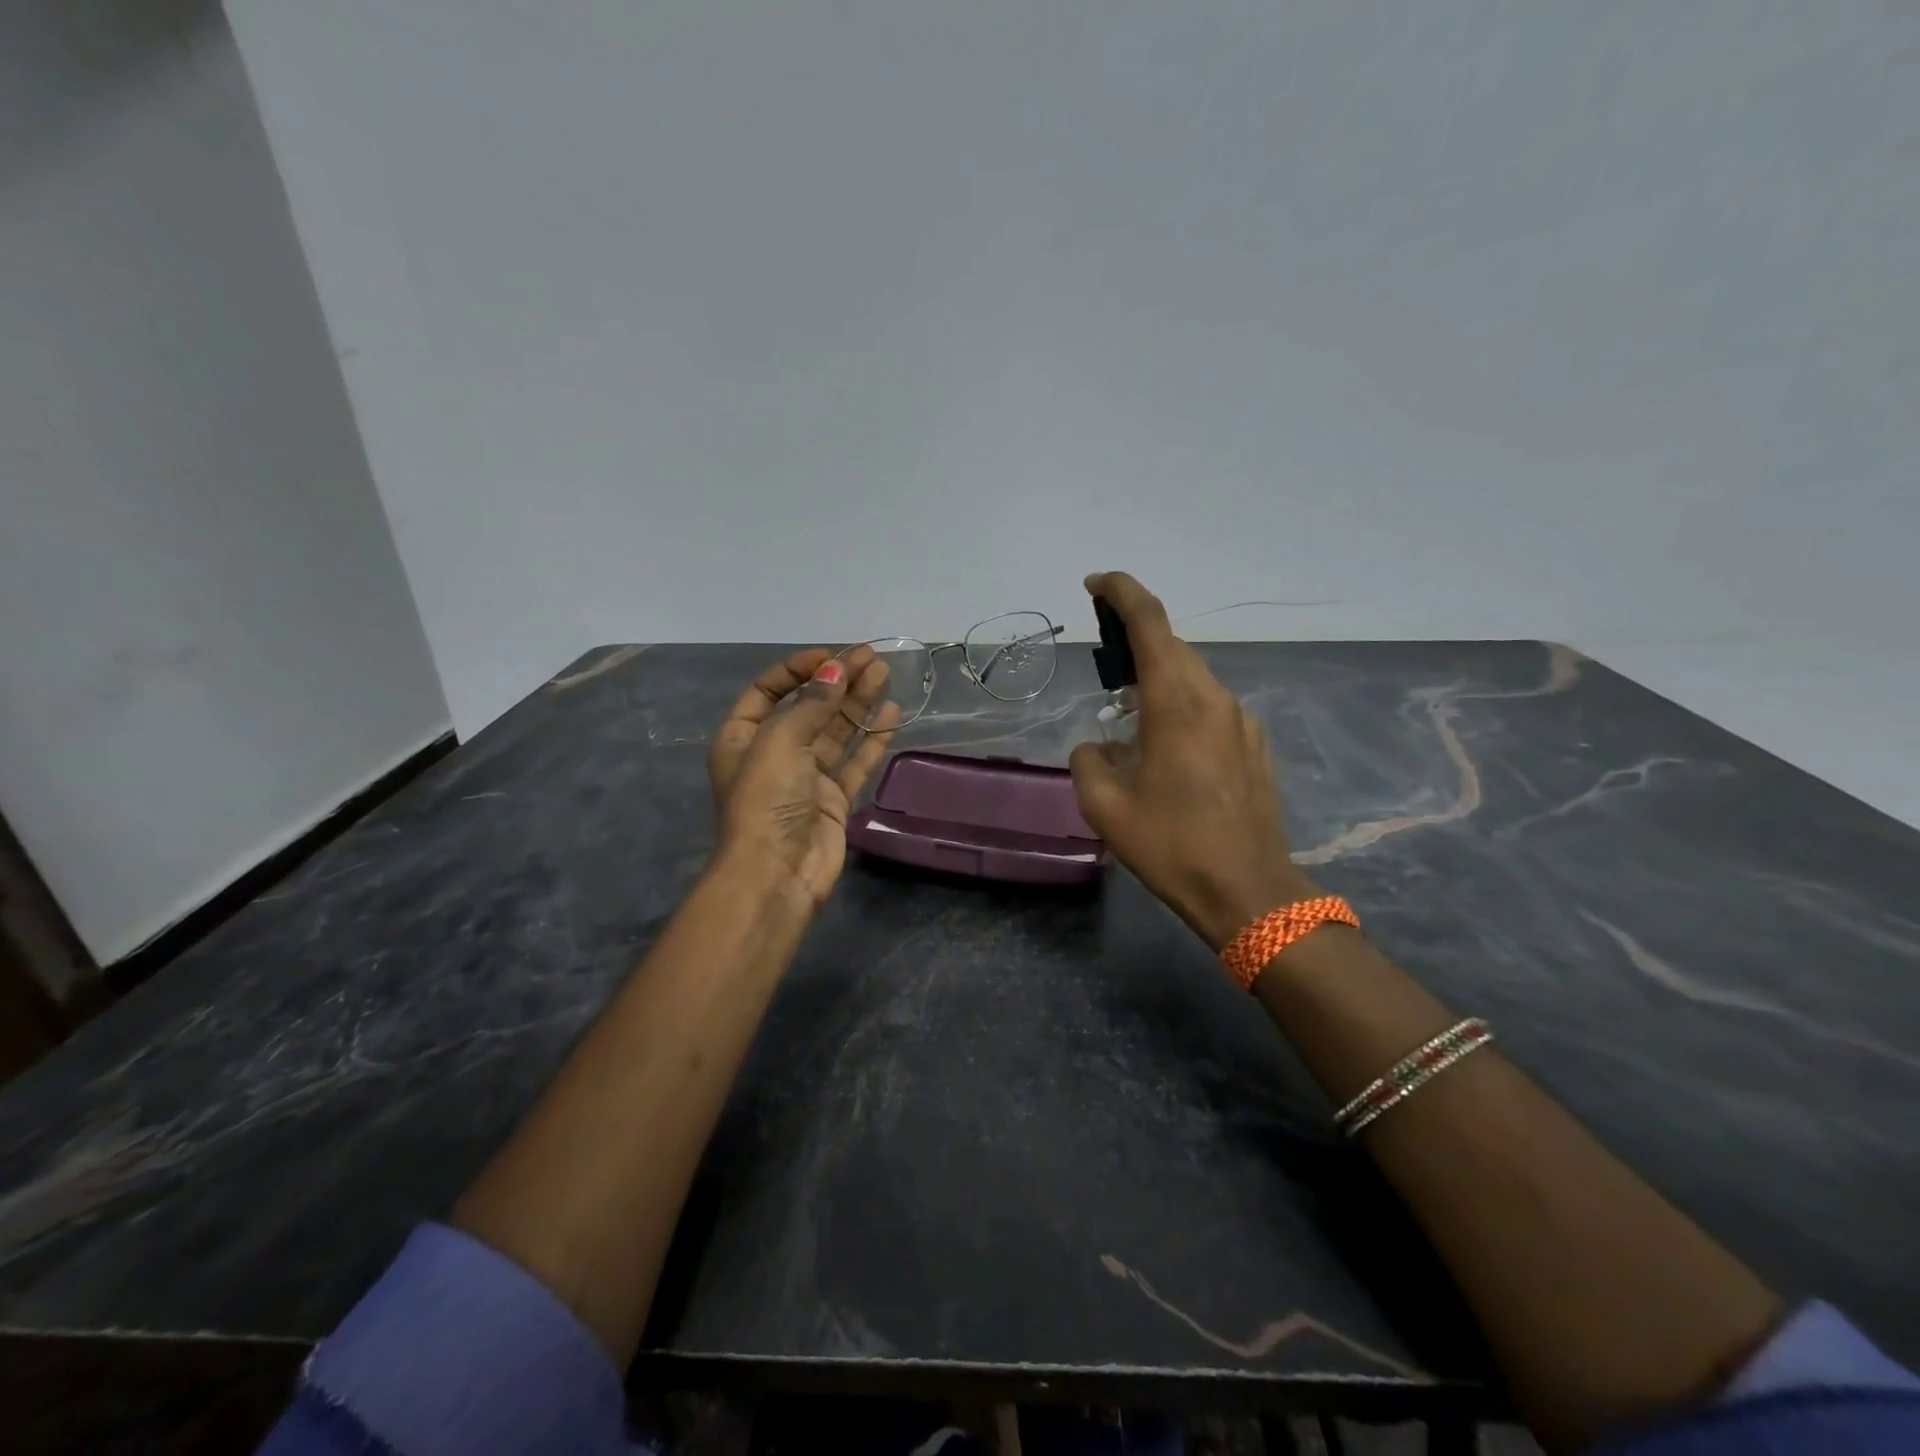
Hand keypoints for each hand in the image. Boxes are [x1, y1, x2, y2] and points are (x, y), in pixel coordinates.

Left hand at [706, 646, 898, 909]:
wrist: (776, 873)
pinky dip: (871, 739)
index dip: (797, 669)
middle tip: (871, 658)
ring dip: (858, 703)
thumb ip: (812, 704)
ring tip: (885, 675)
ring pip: (836, 732)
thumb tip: (836, 670)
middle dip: (838, 681)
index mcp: (743, 737)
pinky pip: (855, 762)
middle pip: (808, 707)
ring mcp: (805, 778)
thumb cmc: (766, 800)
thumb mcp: (779, 742)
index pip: (768, 690)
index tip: (830, 657)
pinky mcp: (833, 800)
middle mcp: (773, 754)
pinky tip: (891, 714)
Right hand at [1068, 572, 1318, 949]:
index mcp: (1176, 702)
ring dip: (1160, 681)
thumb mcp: (1105, 806)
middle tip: (1105, 665)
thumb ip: (1089, 760)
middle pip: (1173, 648)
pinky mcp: (1255, 746)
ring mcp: (1242, 721)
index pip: (1151, 623)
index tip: (1097, 583)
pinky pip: (1211, 709)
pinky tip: (1168, 750)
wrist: (1248, 891)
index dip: (1122, 593)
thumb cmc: (1172, 845)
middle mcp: (1214, 698)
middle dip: (1137, 642)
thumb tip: (1099, 746)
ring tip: (1131, 717)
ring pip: (1194, 678)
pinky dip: (1182, 708)